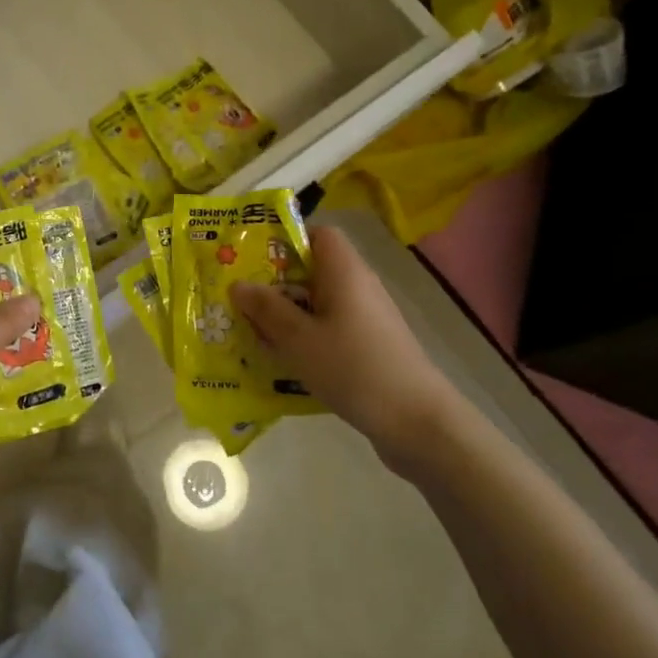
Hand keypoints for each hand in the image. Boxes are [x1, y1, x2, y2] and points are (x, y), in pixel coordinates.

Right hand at [230, 226, 473, 473]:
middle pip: (314, 269)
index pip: (318, 233)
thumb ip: (266, 308)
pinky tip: (285, 362)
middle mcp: (359, 286)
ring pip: (319, 303)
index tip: (254, 259)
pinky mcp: (371, 346)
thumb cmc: (354, 368)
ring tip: (255, 333)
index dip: (286, 240)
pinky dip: (307, 337)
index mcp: (344, 271)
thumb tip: (238, 284)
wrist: (418, 423)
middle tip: (243, 301)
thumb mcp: (298, 338)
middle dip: (277, 283)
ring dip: (289, 314)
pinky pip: (330, 328)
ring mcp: (368, 318)